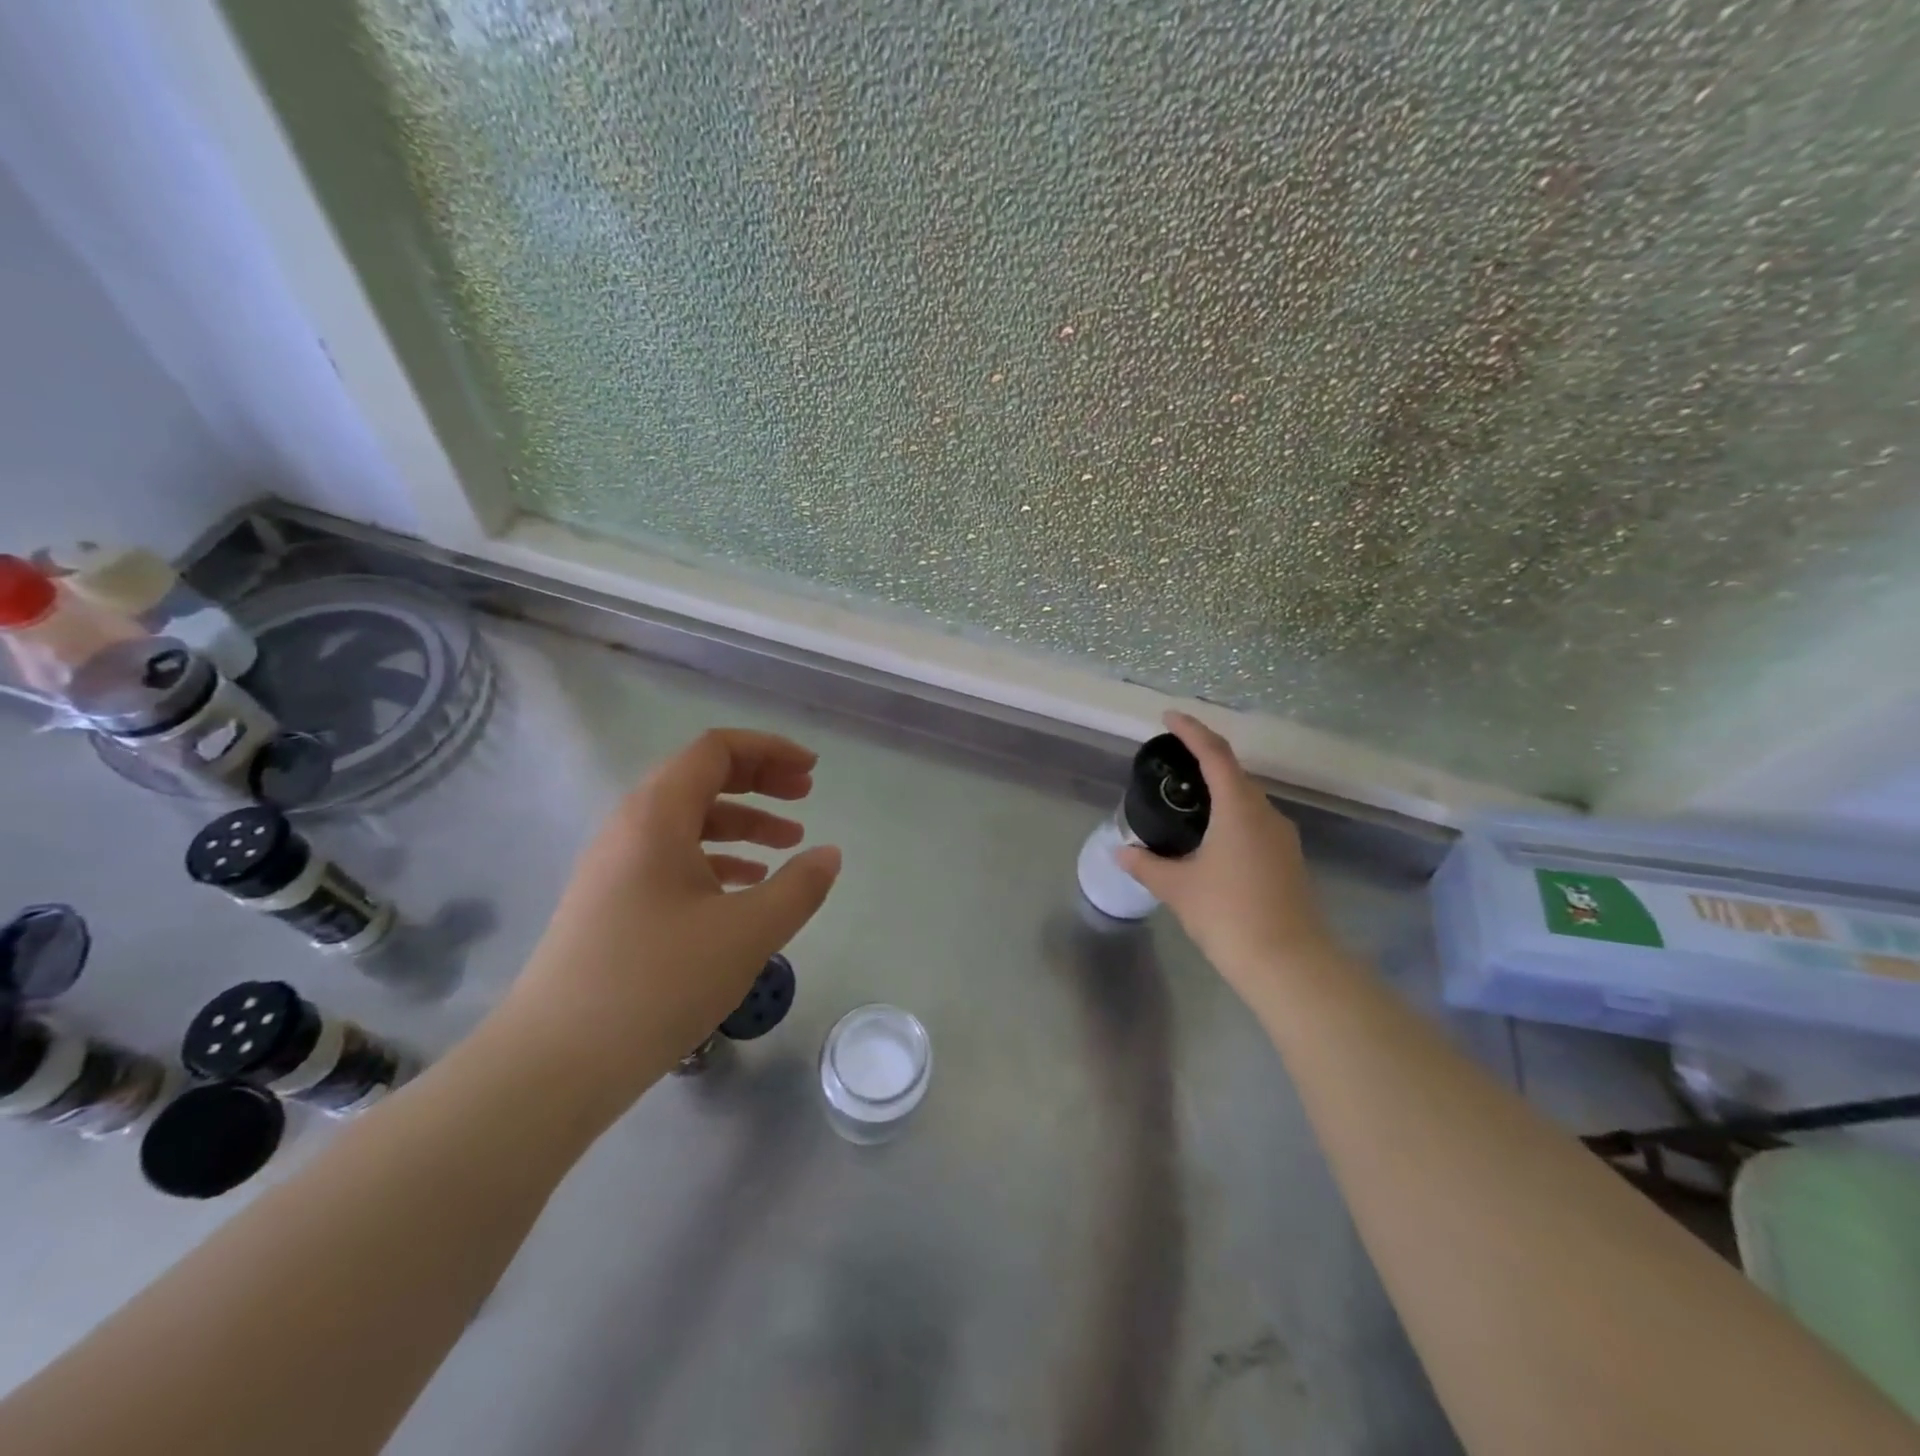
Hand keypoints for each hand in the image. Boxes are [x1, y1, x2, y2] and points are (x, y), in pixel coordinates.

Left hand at [500, 729, 841, 1109]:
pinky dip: (717, 860)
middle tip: (806, 797)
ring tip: (788, 844)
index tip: (812, 771)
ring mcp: (615, 867)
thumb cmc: (657, 981)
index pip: (716, 750)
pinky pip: (672, 859)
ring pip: (688, 822)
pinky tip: (746, 888)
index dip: (769, 750)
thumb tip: (829, 855)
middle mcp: (630, 828)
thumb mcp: (747, 932)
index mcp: (657, 815)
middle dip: (760, 781)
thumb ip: (799, 887)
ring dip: (742, 823)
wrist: (555, 1062)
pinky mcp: (612, 904)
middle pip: (701, 779)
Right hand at [1117, 712, 1341, 999]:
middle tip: (1171, 764)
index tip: (1168, 718)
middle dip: (1203, 761)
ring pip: (1246, 800)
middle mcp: (1266, 814)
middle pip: (1233, 773)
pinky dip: (1230, 818)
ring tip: (1185, 802)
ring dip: (1218, 792)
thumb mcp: (1178, 888)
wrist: (1289, 964)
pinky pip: (1254, 824)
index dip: (1191, 731)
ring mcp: (1282, 838)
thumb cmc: (1229, 915)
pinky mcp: (1288, 861)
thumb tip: (1120, 852)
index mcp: (1239, 808)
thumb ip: (1146, 864)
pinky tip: (1210, 839)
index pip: (1214, 754)